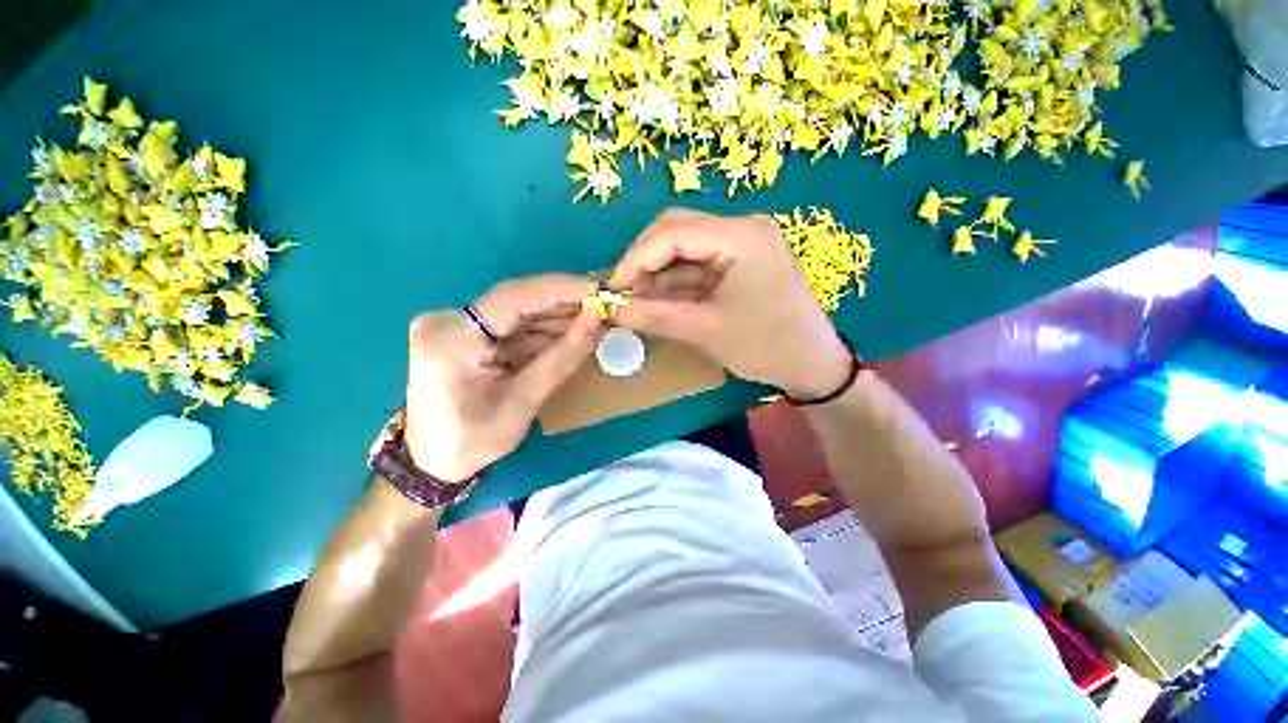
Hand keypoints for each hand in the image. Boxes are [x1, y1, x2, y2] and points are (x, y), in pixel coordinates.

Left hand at [404, 275, 603, 481]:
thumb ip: (561, 357)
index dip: (560, 289)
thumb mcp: (523, 401)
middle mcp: (448, 321)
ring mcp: (455, 326)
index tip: (598, 288)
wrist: (432, 462)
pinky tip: (570, 336)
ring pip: (518, 313)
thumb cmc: (473, 441)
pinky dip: (543, 333)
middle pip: (517, 301)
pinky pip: (513, 327)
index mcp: (452, 337)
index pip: (514, 297)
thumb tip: (596, 320)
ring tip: (594, 323)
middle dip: (563, 305)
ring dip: (557, 319)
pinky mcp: (465, 335)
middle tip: (602, 308)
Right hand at [610, 208, 849, 399]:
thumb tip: (610, 310)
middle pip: (677, 229)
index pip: (673, 233)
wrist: (813, 363)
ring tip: (634, 301)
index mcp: (742, 236)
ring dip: (656, 273)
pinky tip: (657, 299)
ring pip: (684, 247)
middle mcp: (742, 227)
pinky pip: (697, 263)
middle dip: (643, 261)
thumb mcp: (705, 331)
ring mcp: (742, 242)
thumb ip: (654, 316)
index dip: (635, 260)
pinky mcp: (740, 260)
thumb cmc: (766, 346)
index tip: (612, 290)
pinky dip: (674, 281)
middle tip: (622, 293)